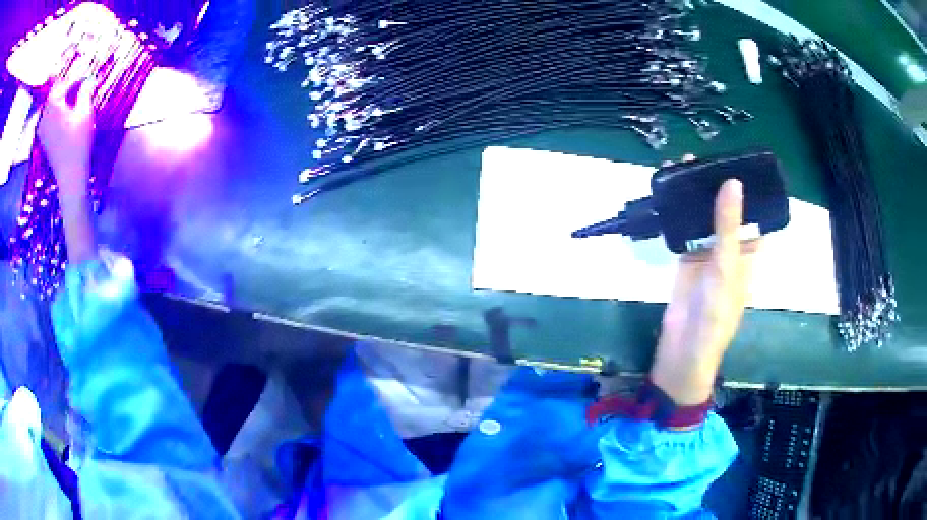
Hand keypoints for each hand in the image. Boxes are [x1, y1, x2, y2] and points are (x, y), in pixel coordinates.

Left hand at [38, 78, 94, 197]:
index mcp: (53, 104)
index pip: (66, 80)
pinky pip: (48, 115)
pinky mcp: (43, 137)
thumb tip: (89, 78)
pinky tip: (64, 108)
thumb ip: (85, 91)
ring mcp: (42, 127)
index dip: (78, 74)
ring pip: (51, 102)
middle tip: (80, 78)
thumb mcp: (85, 112)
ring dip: (61, 95)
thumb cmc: (78, 143)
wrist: (70, 176)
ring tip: (73, 91)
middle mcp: (45, 113)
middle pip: (56, 89)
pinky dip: (56, 108)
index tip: (89, 71)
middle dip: (67, 83)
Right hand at [650, 179, 758, 404]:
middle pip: (726, 213)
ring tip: (684, 167)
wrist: (684, 348)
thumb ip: (727, 225)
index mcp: (748, 254)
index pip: (753, 216)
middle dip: (716, 188)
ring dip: (696, 197)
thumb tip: (732, 182)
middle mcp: (730, 250)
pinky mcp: (686, 260)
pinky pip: (684, 231)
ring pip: (704, 219)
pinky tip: (671, 194)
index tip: (737, 162)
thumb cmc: (715, 313)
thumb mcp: (726, 266)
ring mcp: (707, 255)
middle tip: (703, 157)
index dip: (748, 191)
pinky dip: (679, 214)